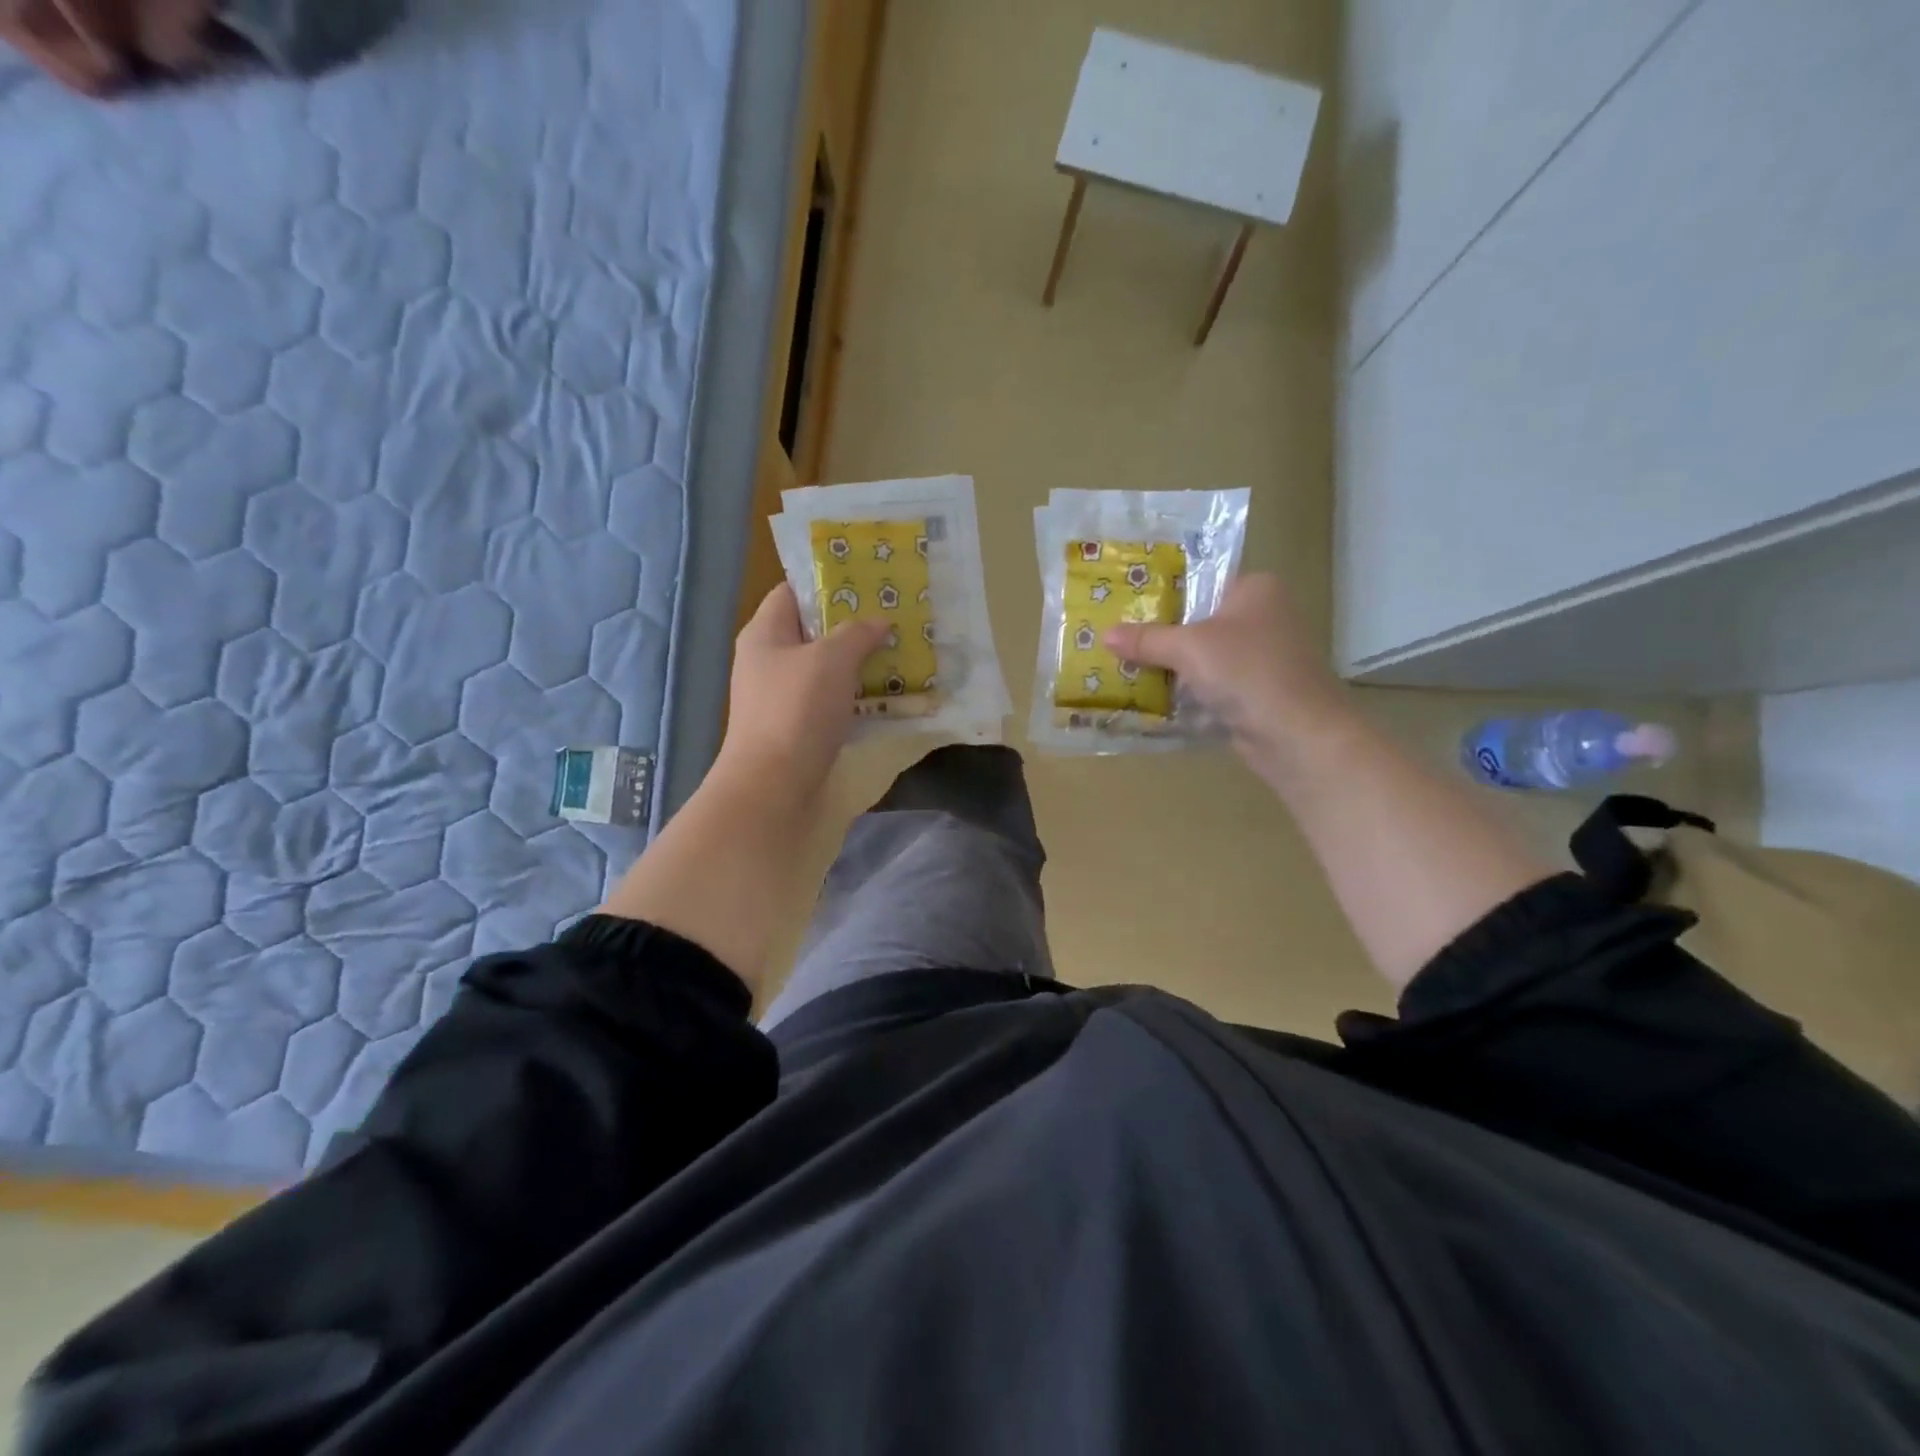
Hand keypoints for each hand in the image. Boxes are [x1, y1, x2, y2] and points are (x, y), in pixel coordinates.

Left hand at [716, 584, 887, 803]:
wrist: (773, 787)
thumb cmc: (797, 710)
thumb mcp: (831, 659)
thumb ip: (857, 633)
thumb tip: (879, 622)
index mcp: (765, 634)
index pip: (791, 592)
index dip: (827, 584)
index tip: (868, 583)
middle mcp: (768, 661)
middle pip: (812, 631)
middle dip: (852, 626)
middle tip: (893, 619)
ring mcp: (781, 698)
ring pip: (825, 669)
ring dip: (858, 664)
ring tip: (899, 654)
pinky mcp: (797, 728)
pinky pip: (830, 701)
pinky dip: (855, 696)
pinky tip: (886, 696)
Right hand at [1104, 574, 1352, 777]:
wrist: (1298, 735)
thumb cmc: (1247, 672)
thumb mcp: (1188, 648)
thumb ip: (1147, 639)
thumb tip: (1105, 635)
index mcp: (1255, 590)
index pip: (1200, 582)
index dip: (1162, 594)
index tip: (1124, 606)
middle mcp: (1263, 617)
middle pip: (1198, 621)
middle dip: (1160, 635)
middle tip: (1117, 639)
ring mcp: (1261, 658)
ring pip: (1203, 657)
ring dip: (1172, 668)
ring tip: (1124, 668)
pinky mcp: (1256, 693)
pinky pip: (1211, 686)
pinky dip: (1187, 693)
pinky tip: (1152, 698)